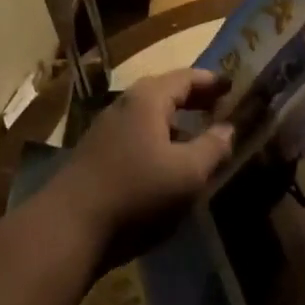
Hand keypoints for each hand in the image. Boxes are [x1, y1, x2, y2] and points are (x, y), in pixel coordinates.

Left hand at [47, 68, 234, 245]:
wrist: (69, 226)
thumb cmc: (136, 192)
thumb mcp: (187, 174)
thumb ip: (212, 148)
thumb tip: (229, 128)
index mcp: (149, 98)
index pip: (187, 77)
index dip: (212, 82)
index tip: (234, 87)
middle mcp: (126, 103)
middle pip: (166, 92)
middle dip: (194, 99)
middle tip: (221, 107)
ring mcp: (107, 128)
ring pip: (150, 115)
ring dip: (176, 121)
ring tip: (199, 136)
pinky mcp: (97, 153)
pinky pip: (137, 134)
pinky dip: (159, 138)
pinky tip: (168, 162)